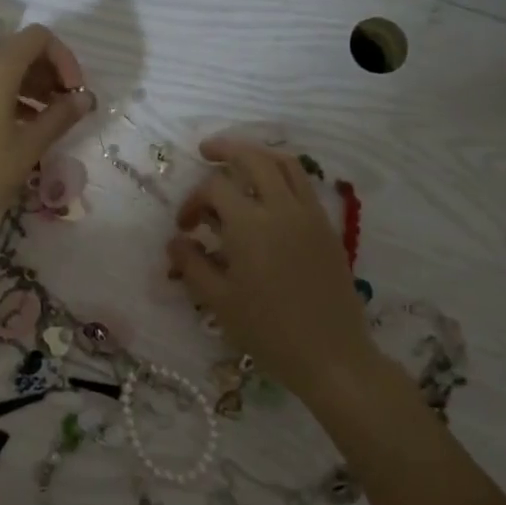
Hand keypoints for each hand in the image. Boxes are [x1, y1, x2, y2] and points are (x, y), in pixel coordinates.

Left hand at [0, 24, 91, 231]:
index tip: (74, 93)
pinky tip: (12, 131)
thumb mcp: (28, 147)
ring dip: (27, 89)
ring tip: (43, 124)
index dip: (65, 59)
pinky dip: (3, 98)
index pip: (39, 38)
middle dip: (48, 75)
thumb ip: (60, 117)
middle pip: (18, 52)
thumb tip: (84, 98)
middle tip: (64, 111)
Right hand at [166, 138, 371, 395]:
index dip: (193, 201)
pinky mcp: (327, 228)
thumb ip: (192, 265)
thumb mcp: (218, 301)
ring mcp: (309, 215)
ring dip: (259, 154)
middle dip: (227, 149)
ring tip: (240, 161)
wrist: (331, 355)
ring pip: (286, 163)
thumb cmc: (268, 331)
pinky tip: (270, 191)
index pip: (215, 189)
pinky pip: (304, 185)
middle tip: (206, 151)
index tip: (185, 228)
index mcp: (250, 225)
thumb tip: (175, 242)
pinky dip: (283, 174)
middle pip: (254, 158)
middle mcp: (281, 209)